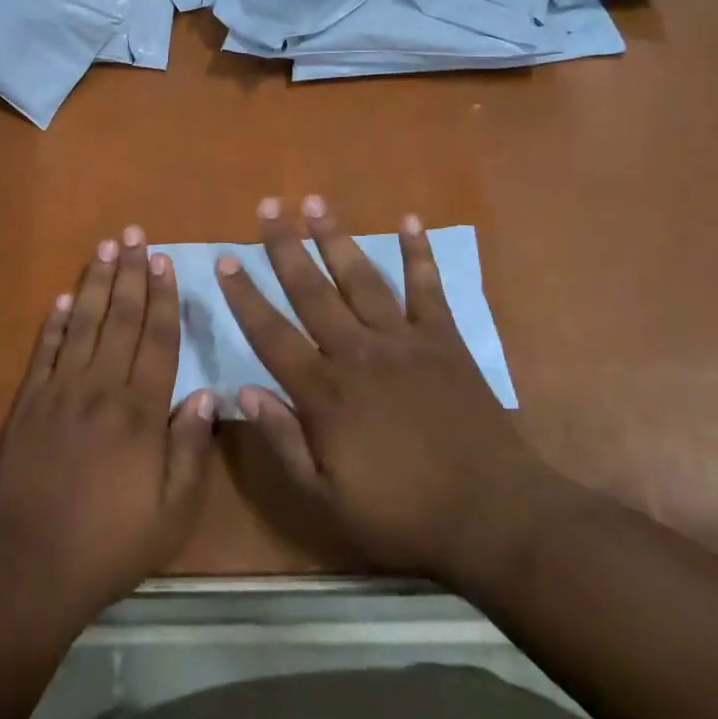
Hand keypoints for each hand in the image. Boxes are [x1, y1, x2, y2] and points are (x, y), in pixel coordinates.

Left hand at [0, 228, 216, 619]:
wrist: (27, 566)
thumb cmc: (109, 543)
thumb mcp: (171, 512)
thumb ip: (190, 449)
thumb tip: (206, 394)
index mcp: (140, 411)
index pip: (157, 339)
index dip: (163, 297)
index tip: (165, 261)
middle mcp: (101, 387)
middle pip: (121, 318)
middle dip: (131, 273)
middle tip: (135, 234)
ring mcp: (60, 391)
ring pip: (84, 323)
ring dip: (97, 283)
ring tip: (106, 248)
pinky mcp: (28, 403)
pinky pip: (45, 351)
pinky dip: (55, 322)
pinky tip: (64, 298)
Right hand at [216, 196, 554, 581]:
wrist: (492, 516)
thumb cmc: (403, 514)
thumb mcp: (327, 499)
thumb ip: (283, 442)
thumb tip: (244, 390)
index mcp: (325, 391)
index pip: (271, 333)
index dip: (244, 295)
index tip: (224, 259)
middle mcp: (357, 351)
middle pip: (312, 290)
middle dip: (285, 246)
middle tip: (268, 206)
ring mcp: (403, 340)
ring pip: (361, 278)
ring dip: (336, 237)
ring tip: (316, 202)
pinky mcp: (444, 340)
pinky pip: (428, 288)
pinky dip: (419, 253)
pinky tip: (411, 221)